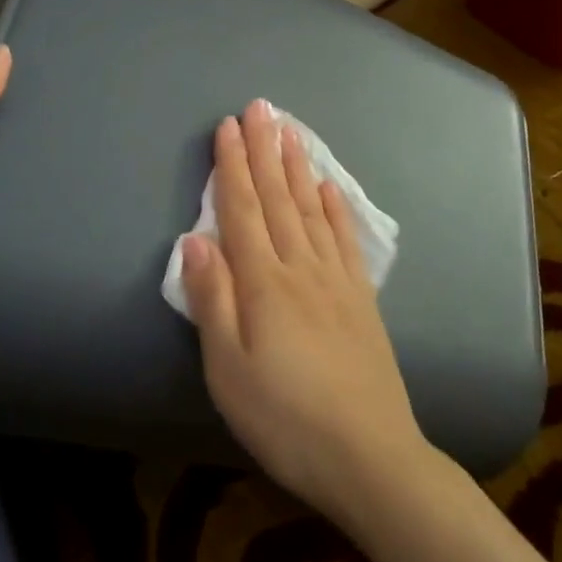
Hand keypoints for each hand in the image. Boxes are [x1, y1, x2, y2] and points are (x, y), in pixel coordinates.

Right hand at [180, 100, 430, 521]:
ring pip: (311, 210)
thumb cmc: (284, 417)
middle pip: (278, 199)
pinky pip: (345, 239)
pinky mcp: (360, 299)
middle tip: (261, 107)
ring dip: (299, 168)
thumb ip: (213, 299)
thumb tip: (193, 239)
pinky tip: (330, 188)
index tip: (228, 127)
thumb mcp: (228, 369)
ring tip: (291, 131)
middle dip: (265, 151)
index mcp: (264, 283)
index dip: (232, 167)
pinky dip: (335, 208)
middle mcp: (301, 268)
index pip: (243, 210)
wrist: (369, 455)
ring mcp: (336, 280)